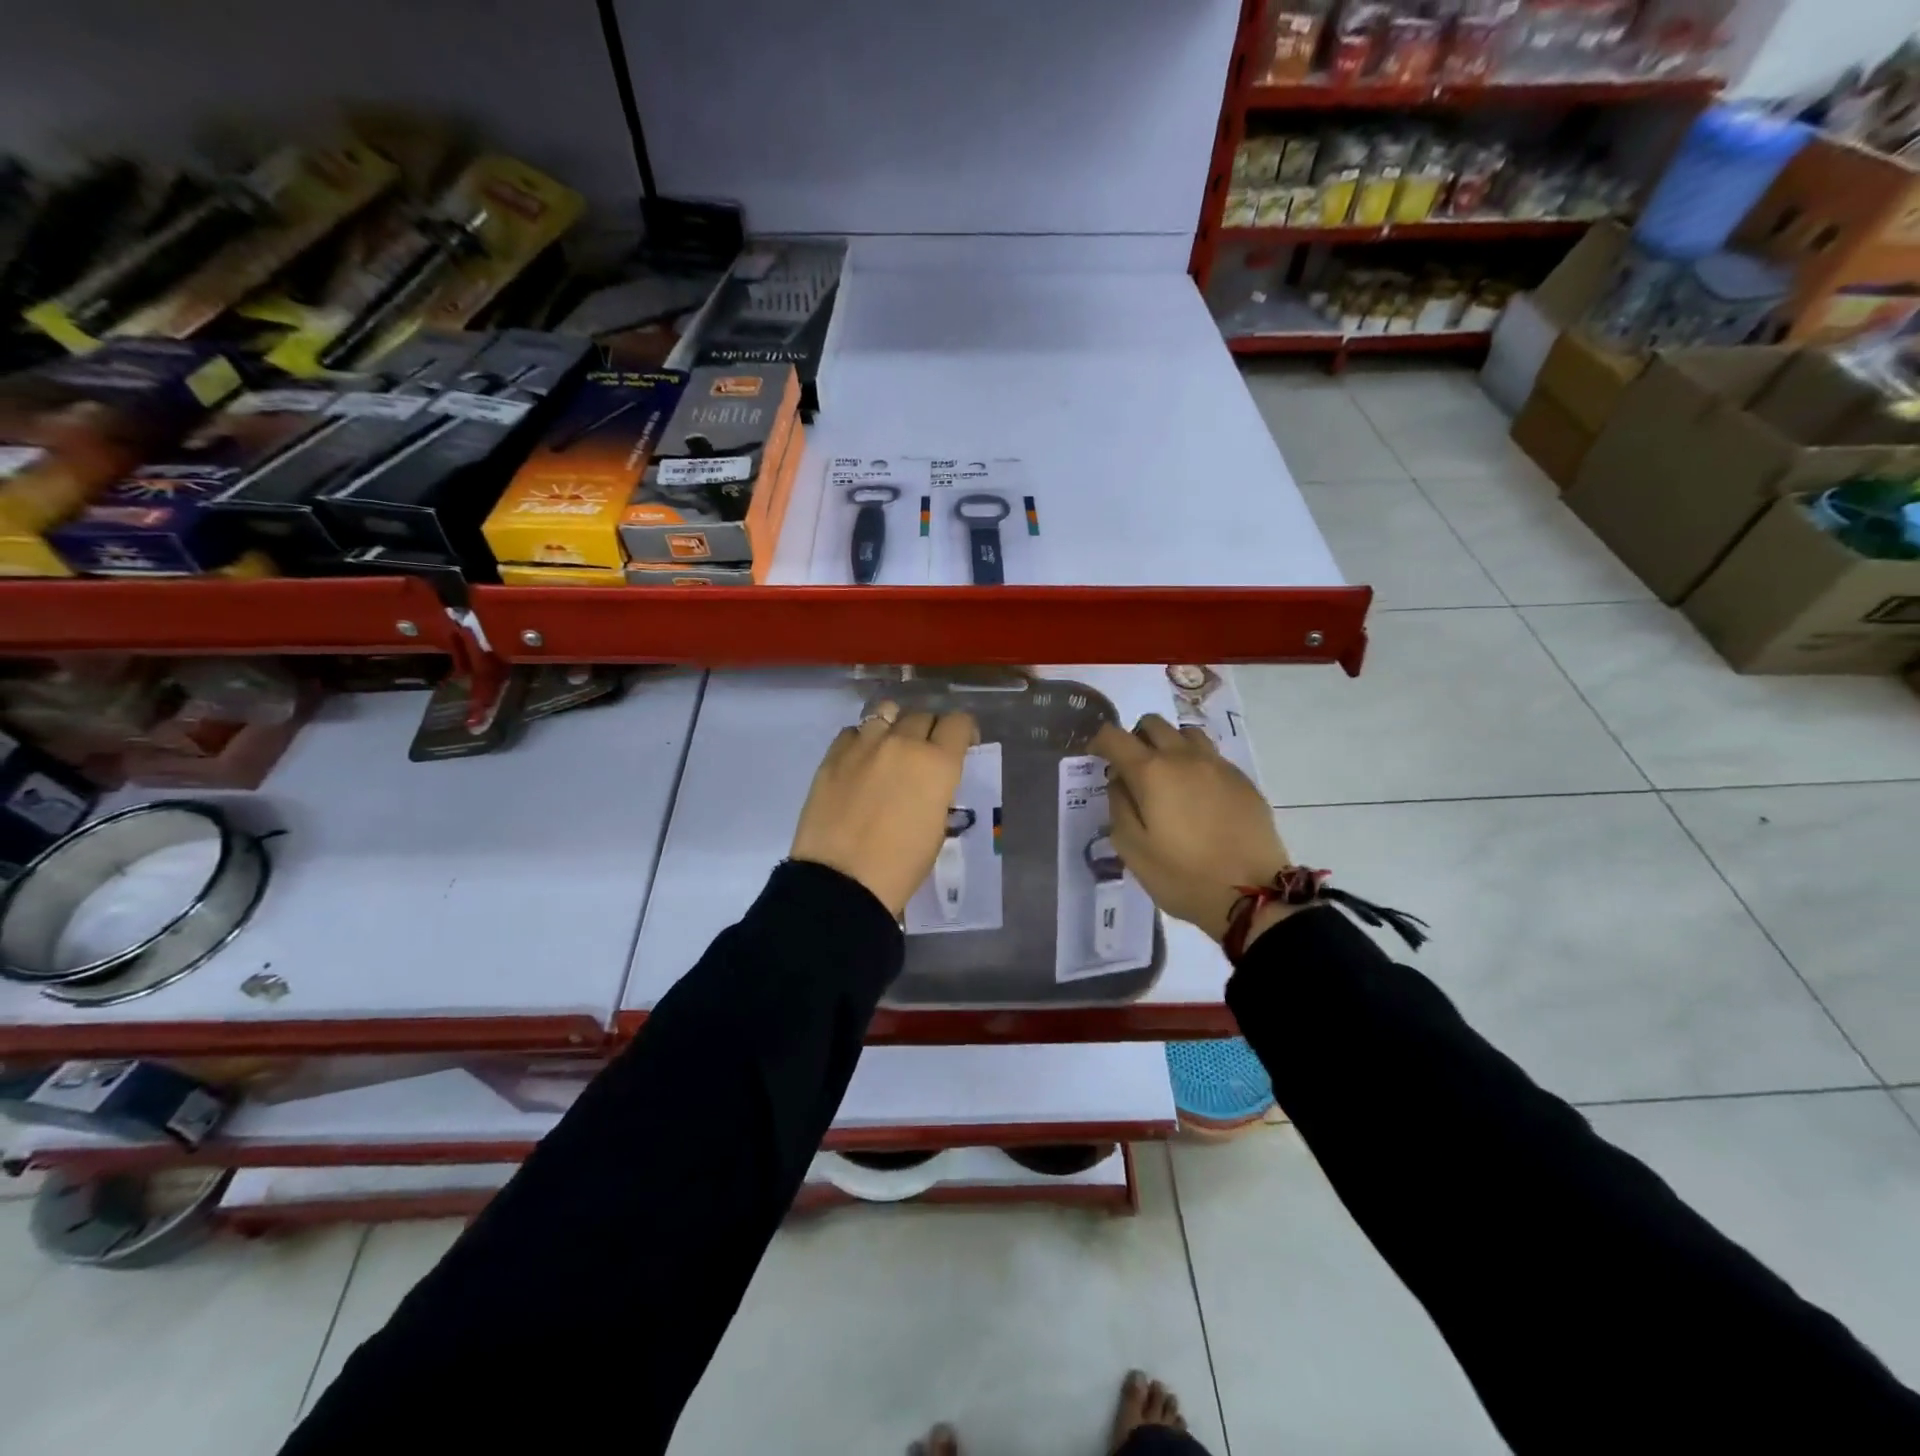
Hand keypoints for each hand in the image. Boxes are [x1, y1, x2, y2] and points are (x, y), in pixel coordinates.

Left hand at [791, 701, 977, 918]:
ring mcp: (864, 745)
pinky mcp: (832, 755)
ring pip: (886, 711)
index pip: (958, 722)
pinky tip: (859, 763)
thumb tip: (928, 782)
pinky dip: (861, 741)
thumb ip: (937, 791)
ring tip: (889, 749)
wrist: (842, 881)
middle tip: (923, 756)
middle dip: (929, 731)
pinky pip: (853, 732)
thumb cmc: (901, 866)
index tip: (959, 747)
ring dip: (894, 725)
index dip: (962, 732)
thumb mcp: (937, 827)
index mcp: (937, 763)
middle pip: (923, 715)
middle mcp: (903, 742)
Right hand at [1091, 714, 1294, 947]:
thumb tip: (1119, 781)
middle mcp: (1184, 757)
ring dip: (1169, 745)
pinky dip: (1196, 764)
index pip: (1115, 736)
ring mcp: (1218, 765)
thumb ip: (1119, 807)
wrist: (1253, 893)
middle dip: (1135, 738)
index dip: (1099, 741)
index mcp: (1151, 772)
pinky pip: (1212, 756)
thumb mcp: (1132, 849)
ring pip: (1186, 734)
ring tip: (1168, 777)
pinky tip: (1197, 796)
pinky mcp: (1242, 780)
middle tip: (1132, 769)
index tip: (1095, 757)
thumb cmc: (1182, 876)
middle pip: (1153, 724)